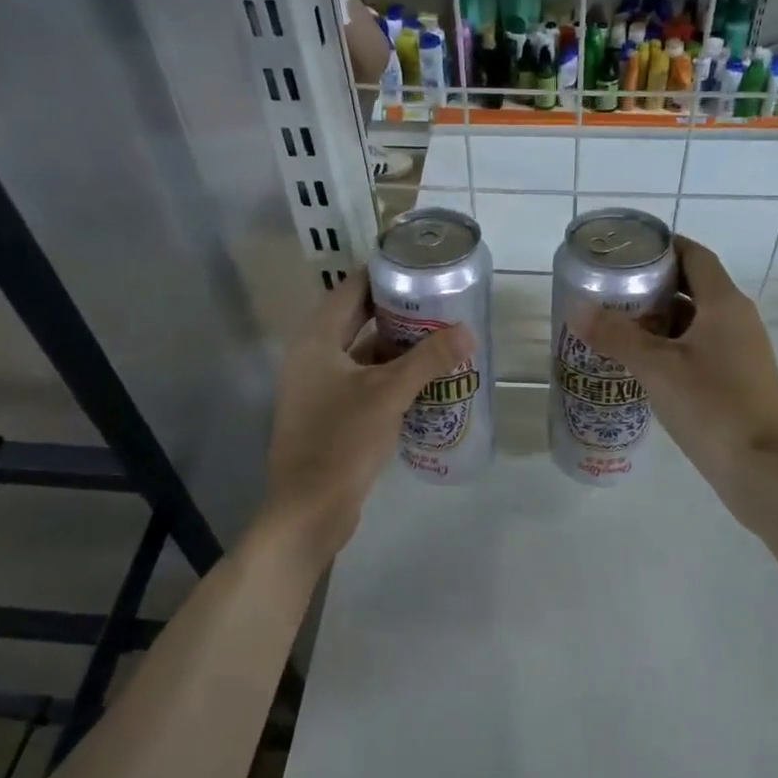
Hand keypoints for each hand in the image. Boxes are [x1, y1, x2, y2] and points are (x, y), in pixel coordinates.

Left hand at [260, 274, 471, 563]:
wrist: (310, 507)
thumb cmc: (343, 440)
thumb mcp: (389, 393)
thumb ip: (428, 359)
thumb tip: (467, 330)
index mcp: (317, 339)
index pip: (351, 288)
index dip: (385, 275)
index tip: (422, 269)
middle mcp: (312, 356)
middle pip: (357, 319)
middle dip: (398, 312)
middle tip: (440, 304)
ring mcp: (318, 387)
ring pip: (362, 353)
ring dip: (397, 347)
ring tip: (440, 337)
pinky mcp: (329, 413)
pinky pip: (362, 381)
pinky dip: (389, 376)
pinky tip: (423, 379)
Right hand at [580, 238, 777, 524]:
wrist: (762, 468)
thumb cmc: (711, 406)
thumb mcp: (656, 368)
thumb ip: (616, 336)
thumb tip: (577, 309)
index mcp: (725, 304)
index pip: (694, 256)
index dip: (662, 247)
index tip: (625, 251)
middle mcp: (738, 320)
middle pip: (693, 287)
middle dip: (652, 286)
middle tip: (610, 292)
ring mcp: (741, 351)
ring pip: (695, 321)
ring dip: (659, 320)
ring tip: (616, 326)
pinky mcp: (737, 380)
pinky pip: (700, 349)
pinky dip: (671, 347)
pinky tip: (642, 365)